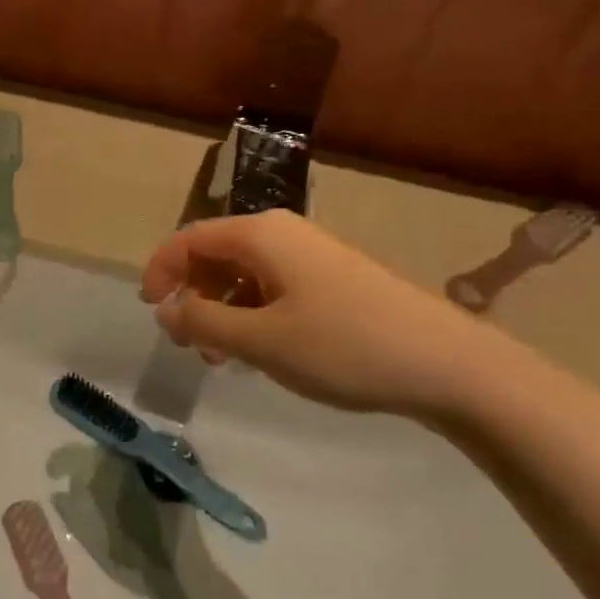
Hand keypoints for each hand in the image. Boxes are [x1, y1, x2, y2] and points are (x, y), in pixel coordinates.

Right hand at [140, 211, 512, 418]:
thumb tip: (166, 311)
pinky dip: (253, 313)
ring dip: (222, 310)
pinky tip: (264, 351)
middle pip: (215, 253)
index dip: (160, 270)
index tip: (149, 310)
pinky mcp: (334, 279)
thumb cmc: (344, 346)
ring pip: (245, 273)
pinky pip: (274, 286)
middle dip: (192, 295)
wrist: (450, 365)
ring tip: (224, 358)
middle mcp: (283, 233)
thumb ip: (203, 323)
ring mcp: (312, 255)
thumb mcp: (261, 341)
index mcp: (259, 234)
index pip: (189, 239)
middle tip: (189, 343)